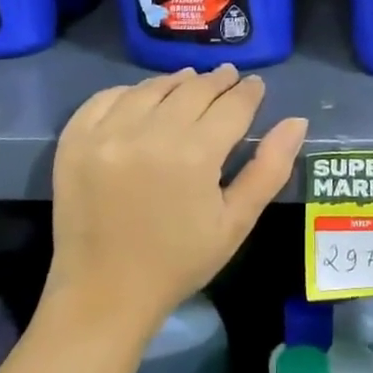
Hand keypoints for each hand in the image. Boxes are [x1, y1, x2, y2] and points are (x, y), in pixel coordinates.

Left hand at [50, 65, 308, 334]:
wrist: (105, 294)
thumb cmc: (179, 261)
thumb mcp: (236, 222)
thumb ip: (270, 168)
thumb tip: (297, 121)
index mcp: (194, 154)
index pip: (231, 105)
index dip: (248, 92)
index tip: (256, 84)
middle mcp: (149, 133)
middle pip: (193, 89)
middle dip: (217, 81)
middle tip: (229, 78)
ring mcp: (107, 134)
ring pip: (151, 88)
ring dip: (176, 81)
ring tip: (190, 82)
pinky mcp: (75, 141)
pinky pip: (106, 98)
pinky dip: (129, 92)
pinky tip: (143, 98)